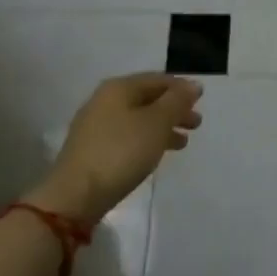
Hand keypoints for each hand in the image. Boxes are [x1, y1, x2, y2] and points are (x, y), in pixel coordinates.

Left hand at [27, 73, 203, 223]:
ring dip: (162, 127)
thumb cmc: (121, 152)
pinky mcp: (91, 150)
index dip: (181, 88)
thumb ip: (177, 101)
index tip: (201, 100)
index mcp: (119, 88)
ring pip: (137, 119)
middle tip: (196, 124)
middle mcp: (104, 100)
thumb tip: (193, 85)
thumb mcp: (156, 123)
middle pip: (147, 99)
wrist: (75, 196)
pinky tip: (156, 154)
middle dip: (173, 109)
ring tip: (182, 142)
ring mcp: (95, 126)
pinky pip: (127, 136)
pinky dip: (146, 140)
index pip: (157, 79)